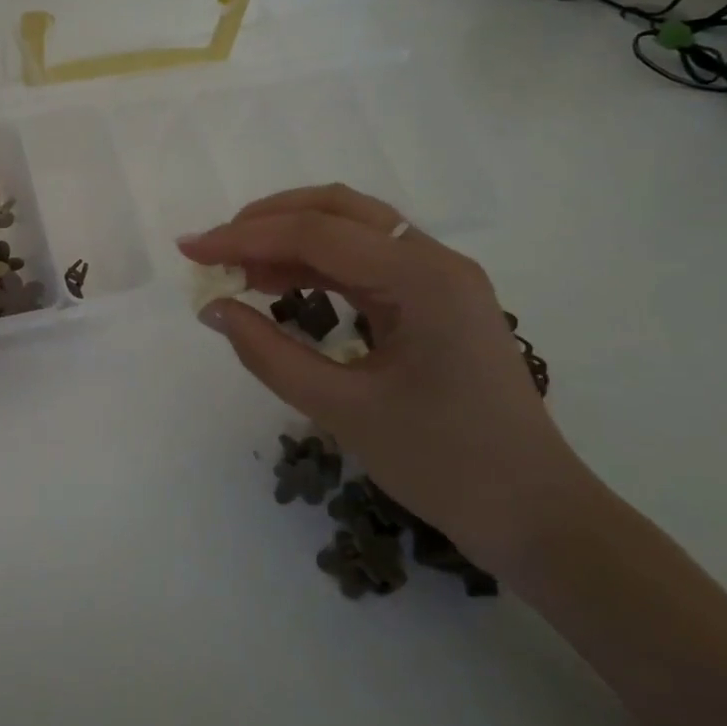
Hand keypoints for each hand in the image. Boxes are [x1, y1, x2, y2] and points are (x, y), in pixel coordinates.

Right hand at [178, 184, 591, 568]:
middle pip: (337, 210)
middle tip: (213, 248)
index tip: (190, 250)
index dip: (244, 237)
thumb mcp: (343, 410)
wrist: (536, 515)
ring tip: (236, 266)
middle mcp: (434, 260)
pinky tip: (280, 282)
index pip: (316, 234)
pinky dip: (317, 262)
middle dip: (266, 221)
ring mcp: (440, 276)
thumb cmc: (444, 466)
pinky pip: (365, 259)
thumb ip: (269, 354)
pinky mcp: (435, 298)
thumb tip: (213, 309)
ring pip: (351, 227)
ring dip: (289, 237)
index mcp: (422, 279)